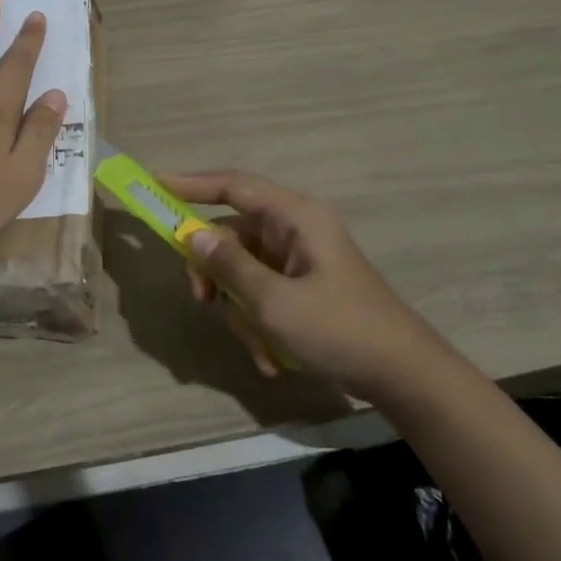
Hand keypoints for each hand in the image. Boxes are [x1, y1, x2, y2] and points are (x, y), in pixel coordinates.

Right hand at [164, 170, 444, 397]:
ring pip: (243, 271)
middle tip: (201, 300)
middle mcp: (296, 231)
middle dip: (215, 273)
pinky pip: (263, 294)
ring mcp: (300, 261)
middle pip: (232, 235)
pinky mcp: (304, 288)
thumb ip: (230, 266)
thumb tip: (193, 235)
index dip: (192, 184)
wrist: (404, 377)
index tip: (156, 185)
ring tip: (259, 348)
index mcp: (296, 218)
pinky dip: (259, 323)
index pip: (234, 186)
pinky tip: (272, 358)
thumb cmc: (340, 329)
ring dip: (241, 310)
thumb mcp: (275, 301)